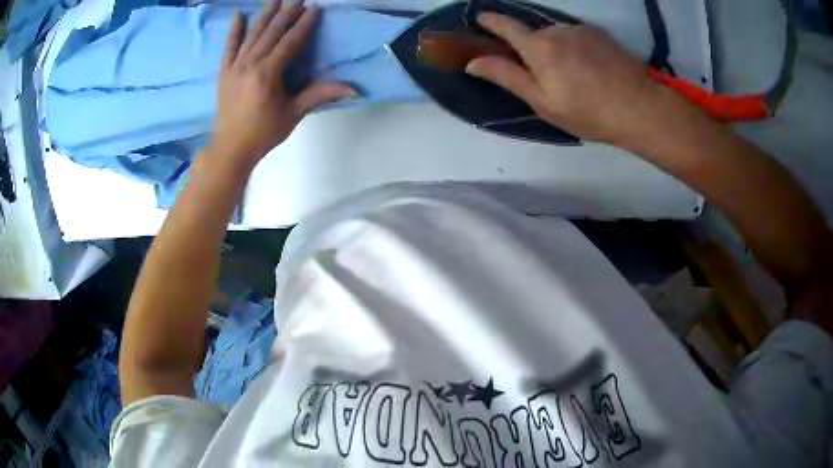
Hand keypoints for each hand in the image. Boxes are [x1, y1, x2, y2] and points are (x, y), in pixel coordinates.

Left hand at [211, 3, 355, 169]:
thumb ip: (318, 95)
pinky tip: (237, 14)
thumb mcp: (293, 114)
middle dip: (286, 13)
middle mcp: (250, 64)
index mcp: (268, 73)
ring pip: (252, 34)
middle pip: (271, 32)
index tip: (314, 7)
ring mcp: (235, 66)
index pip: (290, 42)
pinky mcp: (224, 72)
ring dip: (265, 14)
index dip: (304, 24)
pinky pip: (229, 47)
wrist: (230, 148)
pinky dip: (233, 30)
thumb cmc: (263, 133)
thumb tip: (352, 89)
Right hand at [466, 13, 662, 144]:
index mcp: (538, 47)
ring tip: (574, 77)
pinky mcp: (600, 34)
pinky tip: (591, 70)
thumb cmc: (587, 111)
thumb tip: (474, 62)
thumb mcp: (542, 102)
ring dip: (556, 50)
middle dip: (532, 50)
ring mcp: (581, 30)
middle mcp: (556, 30)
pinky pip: (577, 37)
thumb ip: (507, 77)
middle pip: (534, 35)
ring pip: (558, 36)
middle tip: (547, 79)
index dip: (491, 21)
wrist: (639, 108)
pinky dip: (575, 49)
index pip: (506, 26)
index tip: (481, 18)